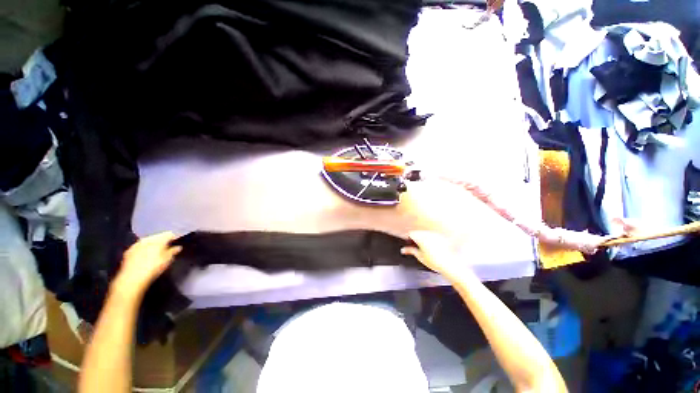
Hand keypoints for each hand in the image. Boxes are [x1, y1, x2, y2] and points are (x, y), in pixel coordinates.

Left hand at [113, 232, 181, 295]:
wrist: (132, 279)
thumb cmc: (153, 268)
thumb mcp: (168, 260)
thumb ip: (173, 251)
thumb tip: (178, 247)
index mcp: (158, 239)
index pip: (169, 234)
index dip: (174, 238)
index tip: (176, 243)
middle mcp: (147, 239)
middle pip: (157, 237)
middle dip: (162, 242)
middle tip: (166, 249)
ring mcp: (136, 245)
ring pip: (147, 242)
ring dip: (152, 246)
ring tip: (156, 253)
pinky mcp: (128, 252)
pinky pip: (139, 248)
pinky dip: (143, 250)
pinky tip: (145, 258)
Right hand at [401, 231, 471, 281]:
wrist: (450, 265)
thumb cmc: (434, 262)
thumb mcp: (420, 256)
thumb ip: (410, 251)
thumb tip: (403, 250)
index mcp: (420, 237)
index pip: (411, 233)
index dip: (408, 238)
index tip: (408, 244)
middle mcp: (427, 234)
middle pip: (418, 233)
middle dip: (415, 238)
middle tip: (415, 247)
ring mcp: (435, 235)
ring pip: (425, 234)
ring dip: (423, 238)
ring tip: (425, 249)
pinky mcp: (441, 237)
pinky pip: (432, 236)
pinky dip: (430, 240)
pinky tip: (433, 248)